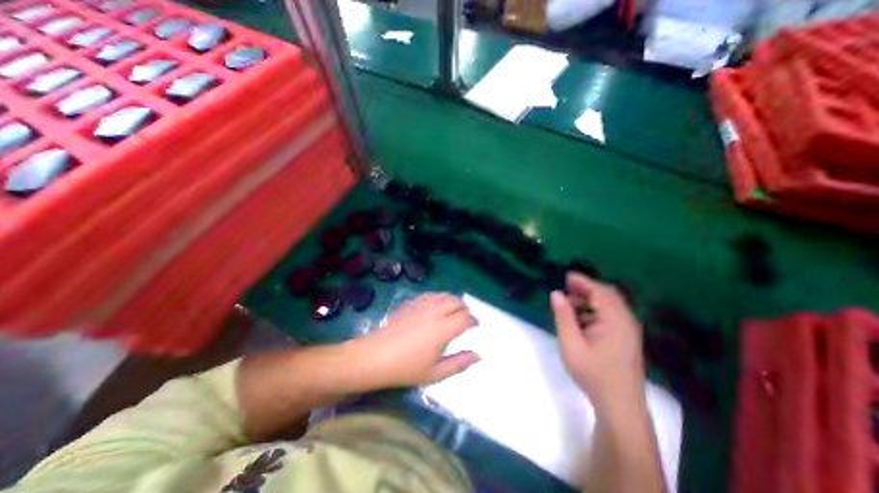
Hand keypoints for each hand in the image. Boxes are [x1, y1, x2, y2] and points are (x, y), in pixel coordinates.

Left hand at [349, 293, 478, 387]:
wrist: (374, 357)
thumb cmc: (405, 368)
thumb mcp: (435, 373)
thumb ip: (459, 363)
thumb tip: (478, 355)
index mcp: (442, 329)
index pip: (465, 318)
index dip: (473, 320)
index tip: (475, 325)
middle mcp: (434, 312)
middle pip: (456, 301)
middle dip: (464, 308)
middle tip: (466, 317)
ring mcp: (420, 305)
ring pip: (443, 295)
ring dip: (452, 300)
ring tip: (453, 310)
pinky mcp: (410, 304)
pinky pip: (429, 295)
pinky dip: (438, 298)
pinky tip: (435, 306)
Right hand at [552, 273, 646, 411]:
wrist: (620, 406)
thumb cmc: (593, 373)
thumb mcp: (571, 344)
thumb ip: (563, 316)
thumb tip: (556, 293)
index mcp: (615, 320)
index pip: (599, 291)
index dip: (582, 281)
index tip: (566, 276)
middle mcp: (626, 320)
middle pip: (607, 295)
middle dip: (586, 288)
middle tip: (566, 287)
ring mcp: (629, 330)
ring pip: (609, 305)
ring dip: (590, 300)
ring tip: (569, 304)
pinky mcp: (627, 338)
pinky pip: (611, 315)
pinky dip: (595, 310)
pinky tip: (581, 319)